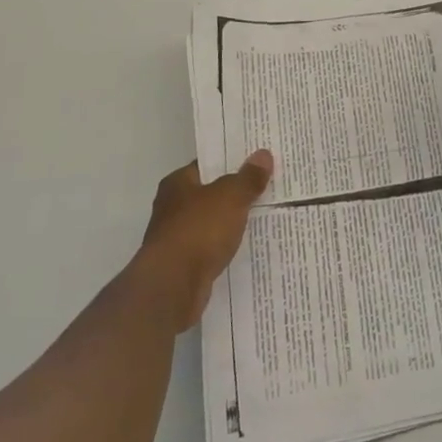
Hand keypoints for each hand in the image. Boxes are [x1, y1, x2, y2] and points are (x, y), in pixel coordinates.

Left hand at [130, 152, 272, 329]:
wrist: (173, 286)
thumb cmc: (199, 230)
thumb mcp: (231, 196)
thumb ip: (248, 177)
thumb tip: (263, 154)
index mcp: (177, 183)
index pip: (207, 165)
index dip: (231, 161)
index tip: (256, 160)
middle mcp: (172, 208)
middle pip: (210, 194)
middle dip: (235, 192)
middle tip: (268, 185)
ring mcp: (176, 238)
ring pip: (212, 223)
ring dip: (232, 222)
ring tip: (266, 215)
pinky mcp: (184, 266)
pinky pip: (212, 249)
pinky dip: (227, 247)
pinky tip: (249, 246)